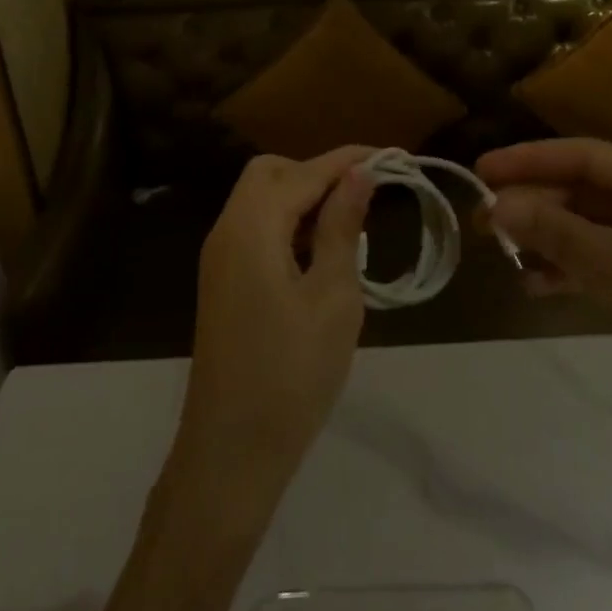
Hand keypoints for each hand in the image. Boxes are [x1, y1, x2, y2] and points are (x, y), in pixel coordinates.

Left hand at [173, 147, 373, 517]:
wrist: (230, 454)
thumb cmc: (292, 374)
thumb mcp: (333, 297)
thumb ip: (342, 228)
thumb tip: (358, 174)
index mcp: (252, 226)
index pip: (305, 171)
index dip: (348, 159)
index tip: (392, 156)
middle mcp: (228, 229)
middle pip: (271, 172)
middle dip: (318, 172)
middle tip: (363, 196)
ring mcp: (220, 257)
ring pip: (261, 199)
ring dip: (303, 198)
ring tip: (350, 225)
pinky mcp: (223, 281)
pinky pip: (255, 228)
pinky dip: (288, 224)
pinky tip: (319, 253)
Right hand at [477, 138, 611, 458]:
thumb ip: (560, 234)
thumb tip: (497, 205)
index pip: (583, 155)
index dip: (530, 159)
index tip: (481, 171)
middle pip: (584, 191)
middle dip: (534, 202)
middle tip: (483, 220)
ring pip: (589, 230)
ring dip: (547, 238)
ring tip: (502, 254)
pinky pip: (602, 267)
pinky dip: (568, 271)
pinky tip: (536, 286)